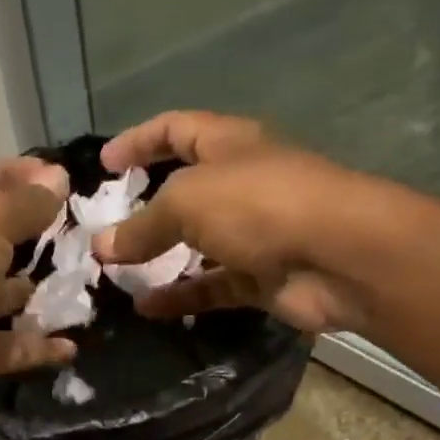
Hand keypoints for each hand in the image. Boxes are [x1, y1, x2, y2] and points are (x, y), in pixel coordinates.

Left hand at [0, 157, 74, 433]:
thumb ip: (24, 201)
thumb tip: (58, 180)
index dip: (15, 174)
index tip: (63, 180)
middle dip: (35, 234)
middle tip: (82, 233)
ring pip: (4, 295)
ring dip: (41, 291)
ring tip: (85, 283)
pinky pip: (12, 346)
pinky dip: (39, 346)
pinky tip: (72, 343)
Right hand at [92, 111, 377, 335]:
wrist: (337, 257)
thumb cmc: (261, 206)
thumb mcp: (189, 202)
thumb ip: (143, 225)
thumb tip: (102, 246)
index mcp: (229, 144)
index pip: (175, 130)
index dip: (138, 141)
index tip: (102, 166)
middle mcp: (241, 184)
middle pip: (184, 192)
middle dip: (143, 210)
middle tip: (104, 232)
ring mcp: (253, 234)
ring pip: (195, 246)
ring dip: (158, 260)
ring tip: (116, 276)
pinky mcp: (260, 278)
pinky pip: (211, 287)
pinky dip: (180, 297)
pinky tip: (146, 310)